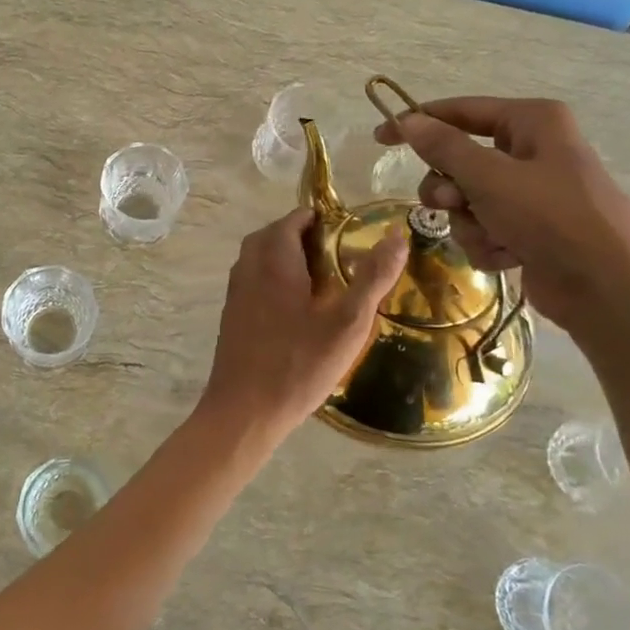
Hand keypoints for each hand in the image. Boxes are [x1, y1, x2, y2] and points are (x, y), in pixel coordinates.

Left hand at [197, 207, 407, 443]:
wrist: (244, 411)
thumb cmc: (298, 364)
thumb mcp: (347, 322)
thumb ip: (372, 278)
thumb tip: (397, 237)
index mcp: (274, 258)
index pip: (295, 218)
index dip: (322, 219)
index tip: (350, 233)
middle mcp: (248, 266)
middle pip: (275, 234)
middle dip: (305, 235)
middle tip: (339, 254)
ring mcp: (235, 291)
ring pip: (261, 257)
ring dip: (288, 257)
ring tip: (323, 278)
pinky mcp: (231, 314)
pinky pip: (254, 280)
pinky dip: (275, 278)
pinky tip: (298, 308)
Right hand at [375, 97, 629, 340]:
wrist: (609, 288)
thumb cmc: (551, 217)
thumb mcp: (490, 177)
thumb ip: (444, 147)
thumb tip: (409, 120)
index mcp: (532, 122)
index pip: (461, 112)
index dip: (418, 123)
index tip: (380, 137)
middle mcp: (533, 151)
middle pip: (461, 160)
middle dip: (451, 188)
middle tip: (450, 202)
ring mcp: (533, 194)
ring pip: (469, 200)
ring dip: (470, 222)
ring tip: (492, 236)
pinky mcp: (532, 230)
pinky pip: (486, 228)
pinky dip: (489, 243)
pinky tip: (509, 256)